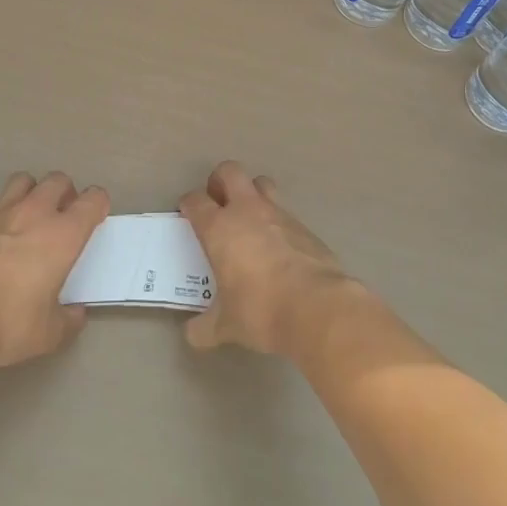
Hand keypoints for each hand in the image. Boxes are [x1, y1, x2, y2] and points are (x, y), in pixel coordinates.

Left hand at [0, 171, 108, 372]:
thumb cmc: (8, 323)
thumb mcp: (48, 334)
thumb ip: (68, 319)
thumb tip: (76, 313)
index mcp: (63, 235)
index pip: (92, 200)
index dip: (98, 204)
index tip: (96, 217)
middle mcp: (35, 213)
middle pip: (58, 180)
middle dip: (65, 192)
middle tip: (62, 216)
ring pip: (23, 182)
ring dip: (32, 192)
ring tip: (29, 217)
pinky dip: (1, 216)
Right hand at [178, 161, 355, 355]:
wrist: (318, 307)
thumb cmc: (262, 310)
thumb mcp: (226, 326)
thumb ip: (205, 327)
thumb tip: (192, 334)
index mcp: (219, 228)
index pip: (196, 201)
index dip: (189, 204)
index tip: (188, 214)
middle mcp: (247, 211)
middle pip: (229, 171)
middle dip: (220, 181)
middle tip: (218, 204)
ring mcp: (279, 214)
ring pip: (261, 183)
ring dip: (252, 193)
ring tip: (250, 220)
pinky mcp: (305, 226)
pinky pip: (285, 212)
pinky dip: (277, 222)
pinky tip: (279, 248)